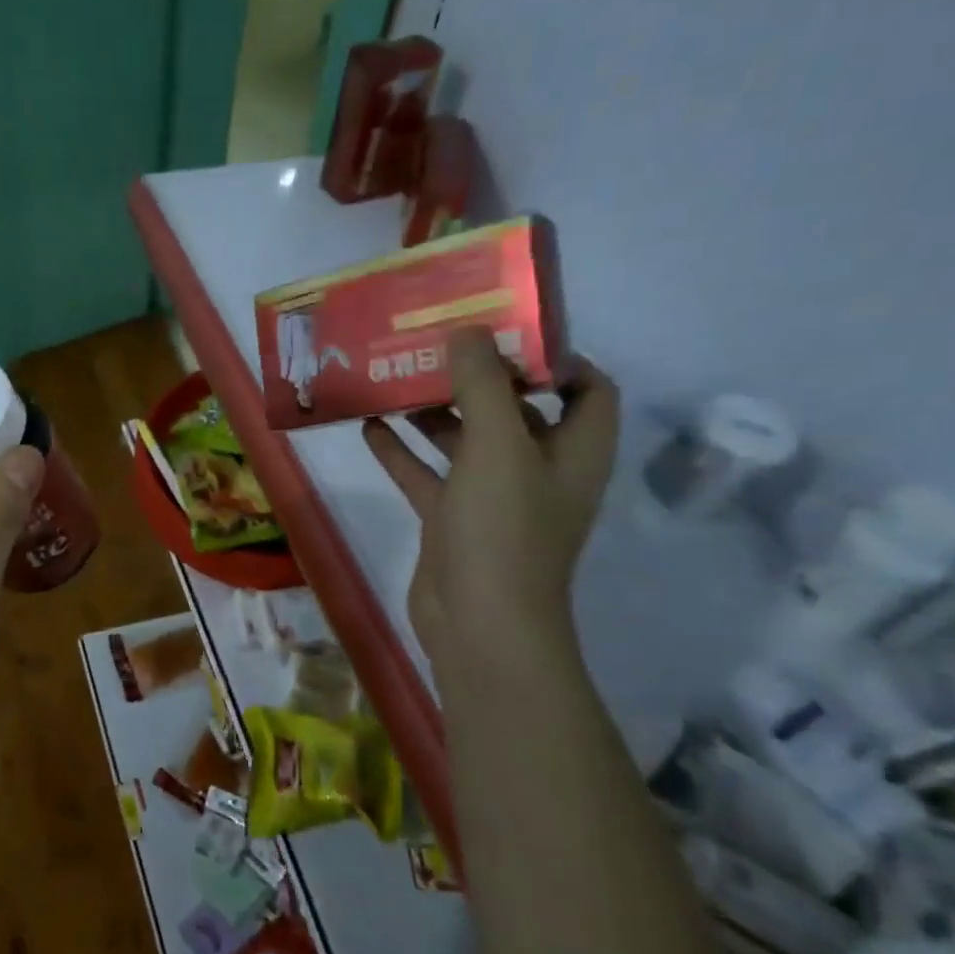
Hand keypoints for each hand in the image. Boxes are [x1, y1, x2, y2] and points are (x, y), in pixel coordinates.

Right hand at [363, 331, 618, 679]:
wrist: (478, 623)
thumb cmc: (503, 529)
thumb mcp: (497, 446)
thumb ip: (483, 384)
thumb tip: (468, 332)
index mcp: (573, 449)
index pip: (586, 387)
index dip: (554, 357)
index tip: (504, 330)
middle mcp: (539, 469)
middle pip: (515, 409)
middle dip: (478, 376)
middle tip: (434, 343)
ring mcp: (493, 497)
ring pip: (465, 441)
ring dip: (435, 411)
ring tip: (394, 377)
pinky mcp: (452, 520)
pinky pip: (427, 475)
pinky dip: (402, 451)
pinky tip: (368, 425)